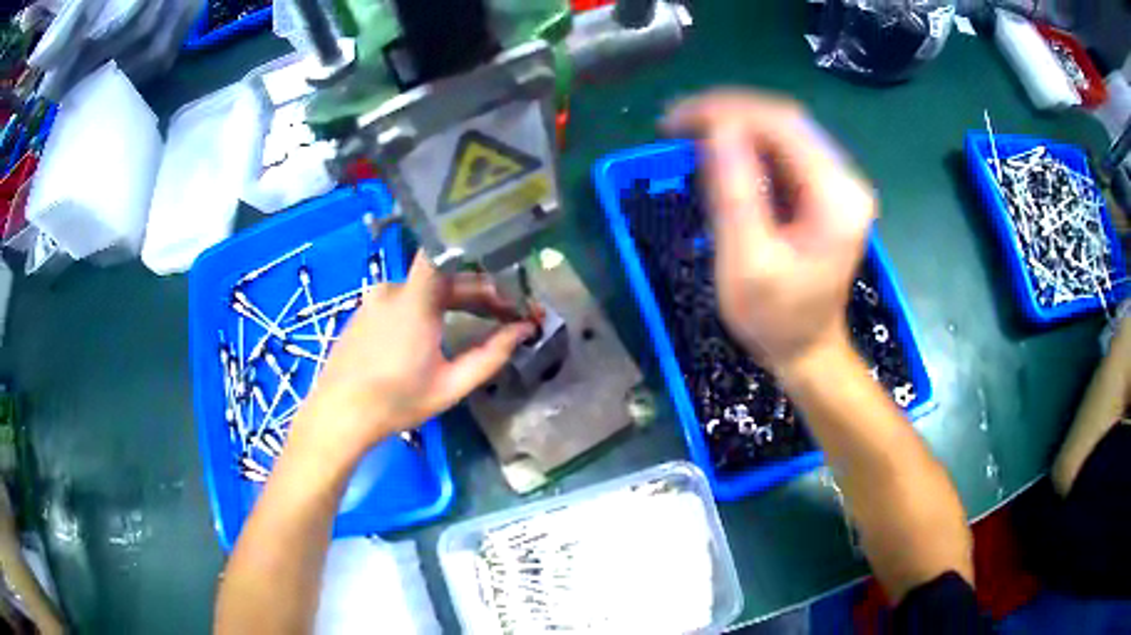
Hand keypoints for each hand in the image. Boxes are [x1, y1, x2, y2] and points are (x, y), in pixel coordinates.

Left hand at [290, 253, 533, 465]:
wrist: (339, 414)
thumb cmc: (397, 401)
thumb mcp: (451, 385)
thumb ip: (491, 355)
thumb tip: (523, 330)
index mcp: (415, 299)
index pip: (444, 251)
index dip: (476, 254)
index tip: (506, 277)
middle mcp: (394, 288)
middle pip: (443, 276)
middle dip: (478, 291)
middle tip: (507, 313)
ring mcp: (375, 298)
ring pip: (423, 287)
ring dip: (453, 299)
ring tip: (479, 321)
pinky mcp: (364, 310)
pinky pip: (403, 298)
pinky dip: (426, 306)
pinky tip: (437, 330)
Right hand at [663, 90, 874, 370]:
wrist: (807, 350)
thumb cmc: (776, 319)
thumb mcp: (747, 264)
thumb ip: (735, 194)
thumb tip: (717, 130)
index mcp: (836, 196)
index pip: (783, 124)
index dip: (726, 111)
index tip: (676, 121)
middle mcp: (845, 180)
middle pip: (784, 120)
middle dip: (726, 113)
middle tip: (675, 124)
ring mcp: (836, 183)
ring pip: (781, 130)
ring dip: (733, 125)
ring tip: (687, 133)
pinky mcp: (823, 190)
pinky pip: (782, 151)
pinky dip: (745, 144)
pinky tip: (716, 153)